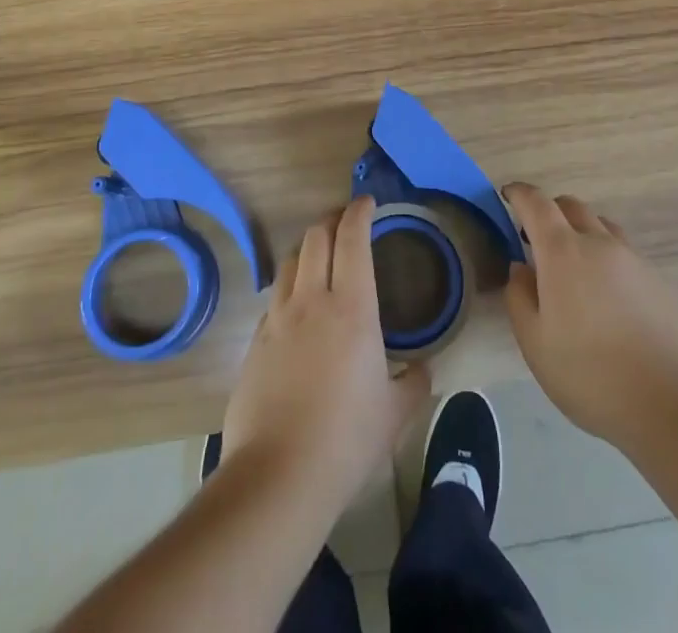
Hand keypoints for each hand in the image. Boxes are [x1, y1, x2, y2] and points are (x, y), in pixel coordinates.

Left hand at [221, 196, 430, 516]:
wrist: (278, 476)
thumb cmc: (347, 439)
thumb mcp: (395, 414)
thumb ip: (414, 382)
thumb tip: (422, 368)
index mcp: (351, 308)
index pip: (352, 239)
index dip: (359, 212)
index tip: (367, 202)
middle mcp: (311, 300)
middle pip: (315, 238)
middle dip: (331, 220)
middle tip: (345, 223)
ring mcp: (277, 320)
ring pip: (289, 262)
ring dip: (306, 248)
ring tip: (319, 256)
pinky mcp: (255, 343)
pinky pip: (274, 299)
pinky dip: (289, 287)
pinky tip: (296, 308)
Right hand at [503, 182, 677, 452]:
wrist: (674, 407)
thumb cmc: (591, 376)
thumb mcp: (535, 344)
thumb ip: (519, 297)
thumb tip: (520, 268)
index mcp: (563, 252)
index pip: (536, 203)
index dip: (519, 193)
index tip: (507, 195)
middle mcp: (601, 244)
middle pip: (571, 207)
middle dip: (550, 213)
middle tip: (537, 241)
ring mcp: (636, 261)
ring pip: (603, 229)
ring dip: (582, 235)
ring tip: (576, 272)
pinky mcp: (662, 283)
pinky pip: (628, 259)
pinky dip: (610, 265)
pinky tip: (612, 306)